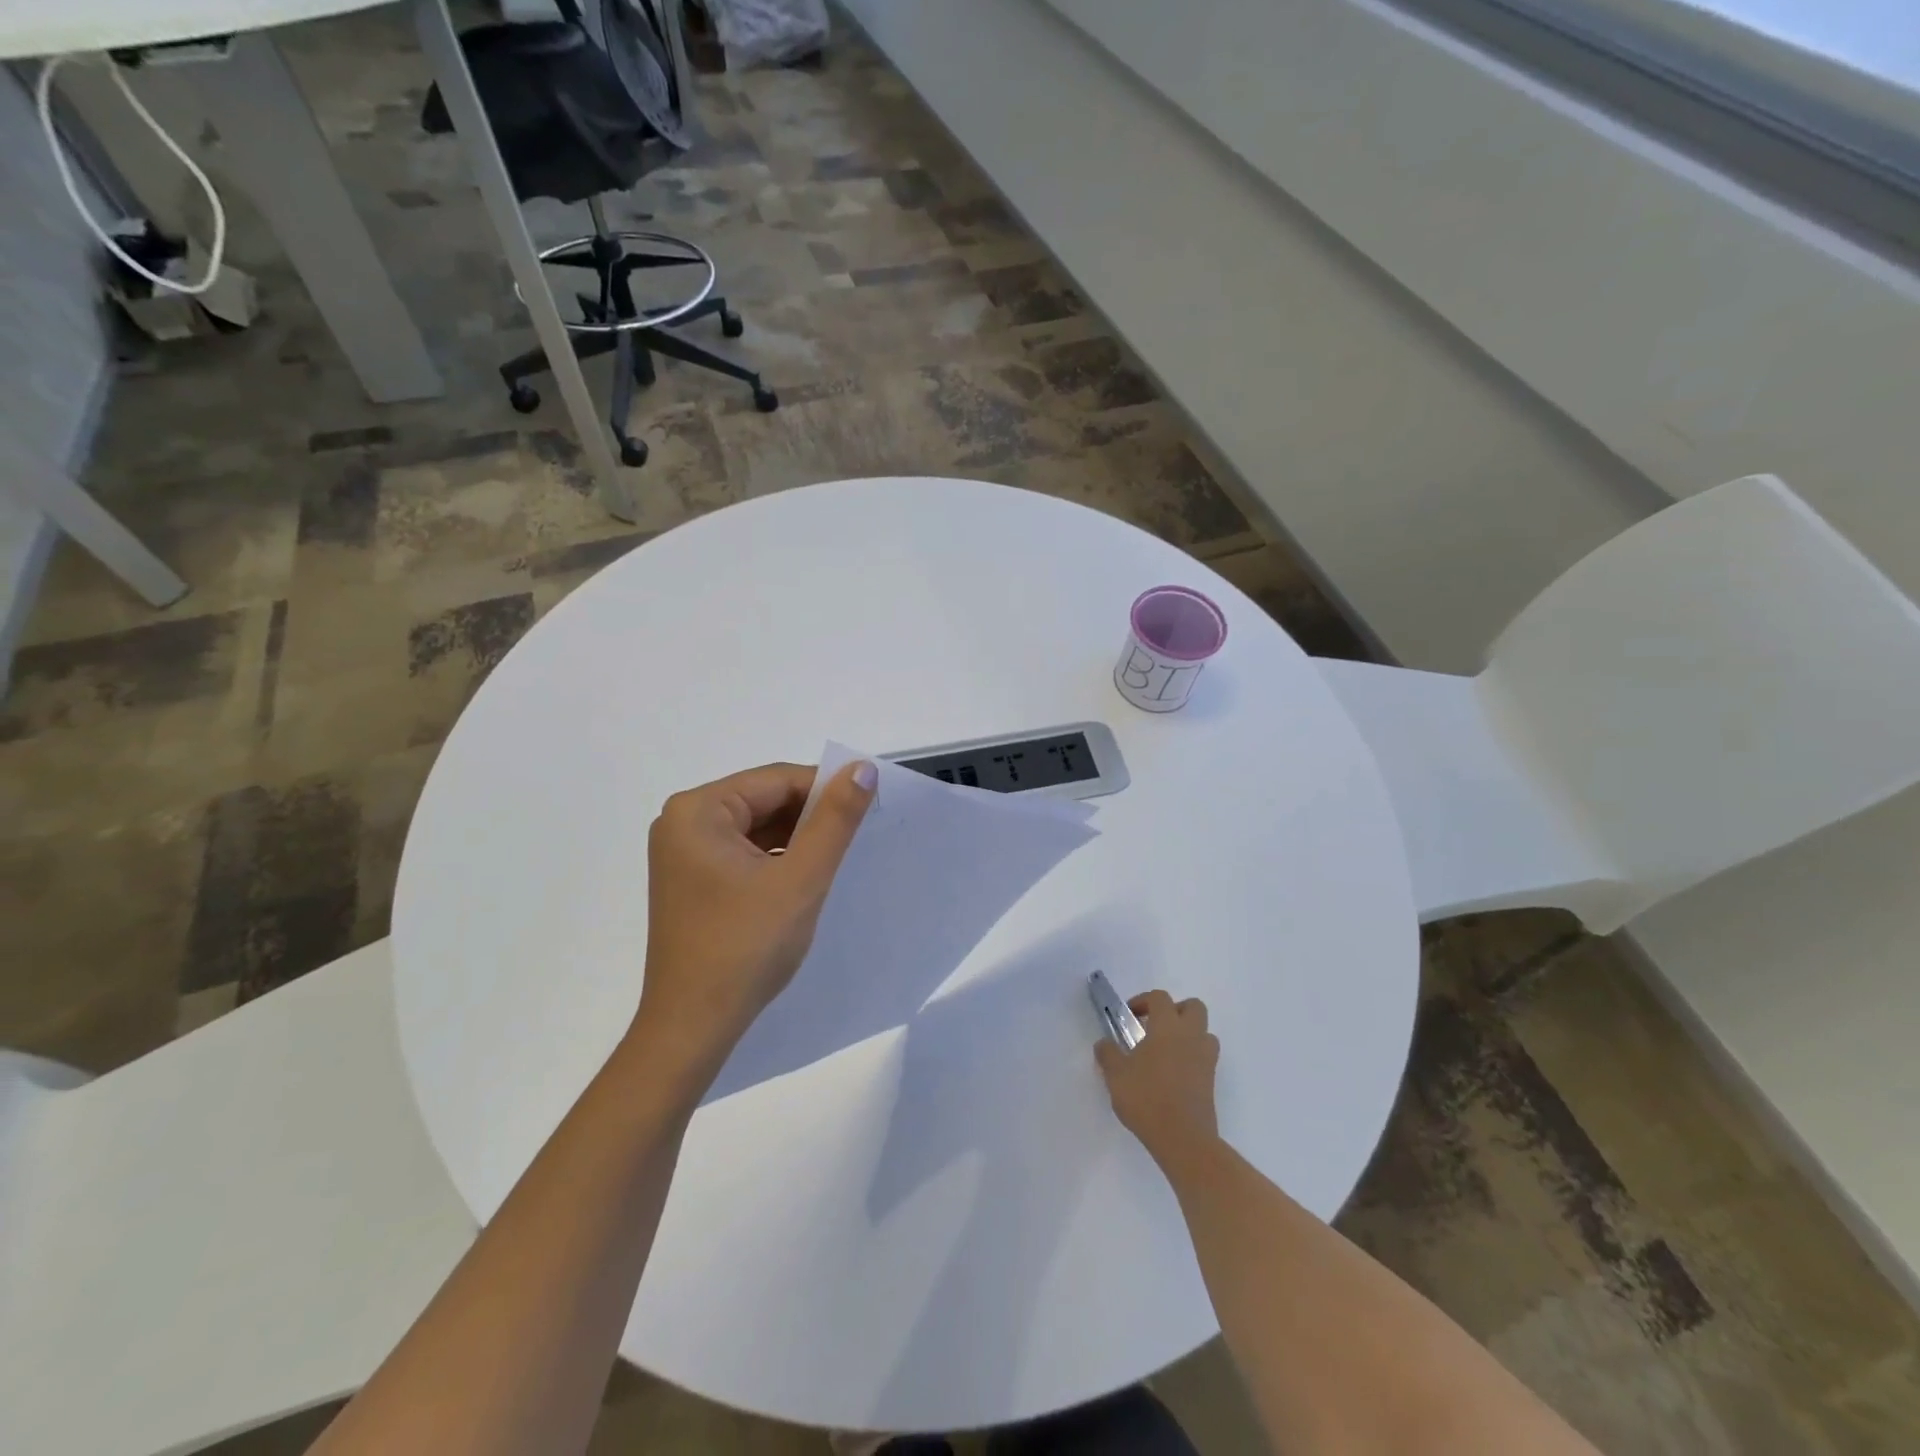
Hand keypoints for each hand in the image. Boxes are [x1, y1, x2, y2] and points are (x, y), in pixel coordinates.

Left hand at [632, 760, 875, 1080]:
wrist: (693, 1027)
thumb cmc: (745, 947)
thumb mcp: (801, 878)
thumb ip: (835, 819)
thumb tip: (863, 768)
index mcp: (697, 810)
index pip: (777, 780)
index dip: (826, 790)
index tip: (868, 808)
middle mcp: (683, 822)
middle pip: (765, 801)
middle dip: (811, 818)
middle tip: (854, 839)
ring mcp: (684, 854)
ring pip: (757, 828)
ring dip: (797, 840)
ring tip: (833, 861)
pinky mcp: (693, 881)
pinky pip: (744, 853)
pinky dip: (777, 860)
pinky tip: (803, 879)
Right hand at [1095, 991, 1220, 1170]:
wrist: (1184, 1140)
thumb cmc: (1147, 1098)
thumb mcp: (1116, 1075)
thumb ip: (1108, 1054)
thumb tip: (1103, 1043)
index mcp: (1168, 1027)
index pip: (1160, 998)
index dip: (1143, 1001)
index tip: (1129, 1016)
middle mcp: (1191, 1036)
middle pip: (1193, 1007)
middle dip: (1174, 1011)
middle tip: (1154, 1027)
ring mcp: (1205, 1059)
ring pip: (1204, 1032)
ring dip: (1187, 1034)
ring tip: (1165, 1051)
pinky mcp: (1211, 1081)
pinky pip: (1204, 1057)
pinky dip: (1191, 1057)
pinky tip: (1171, 1074)